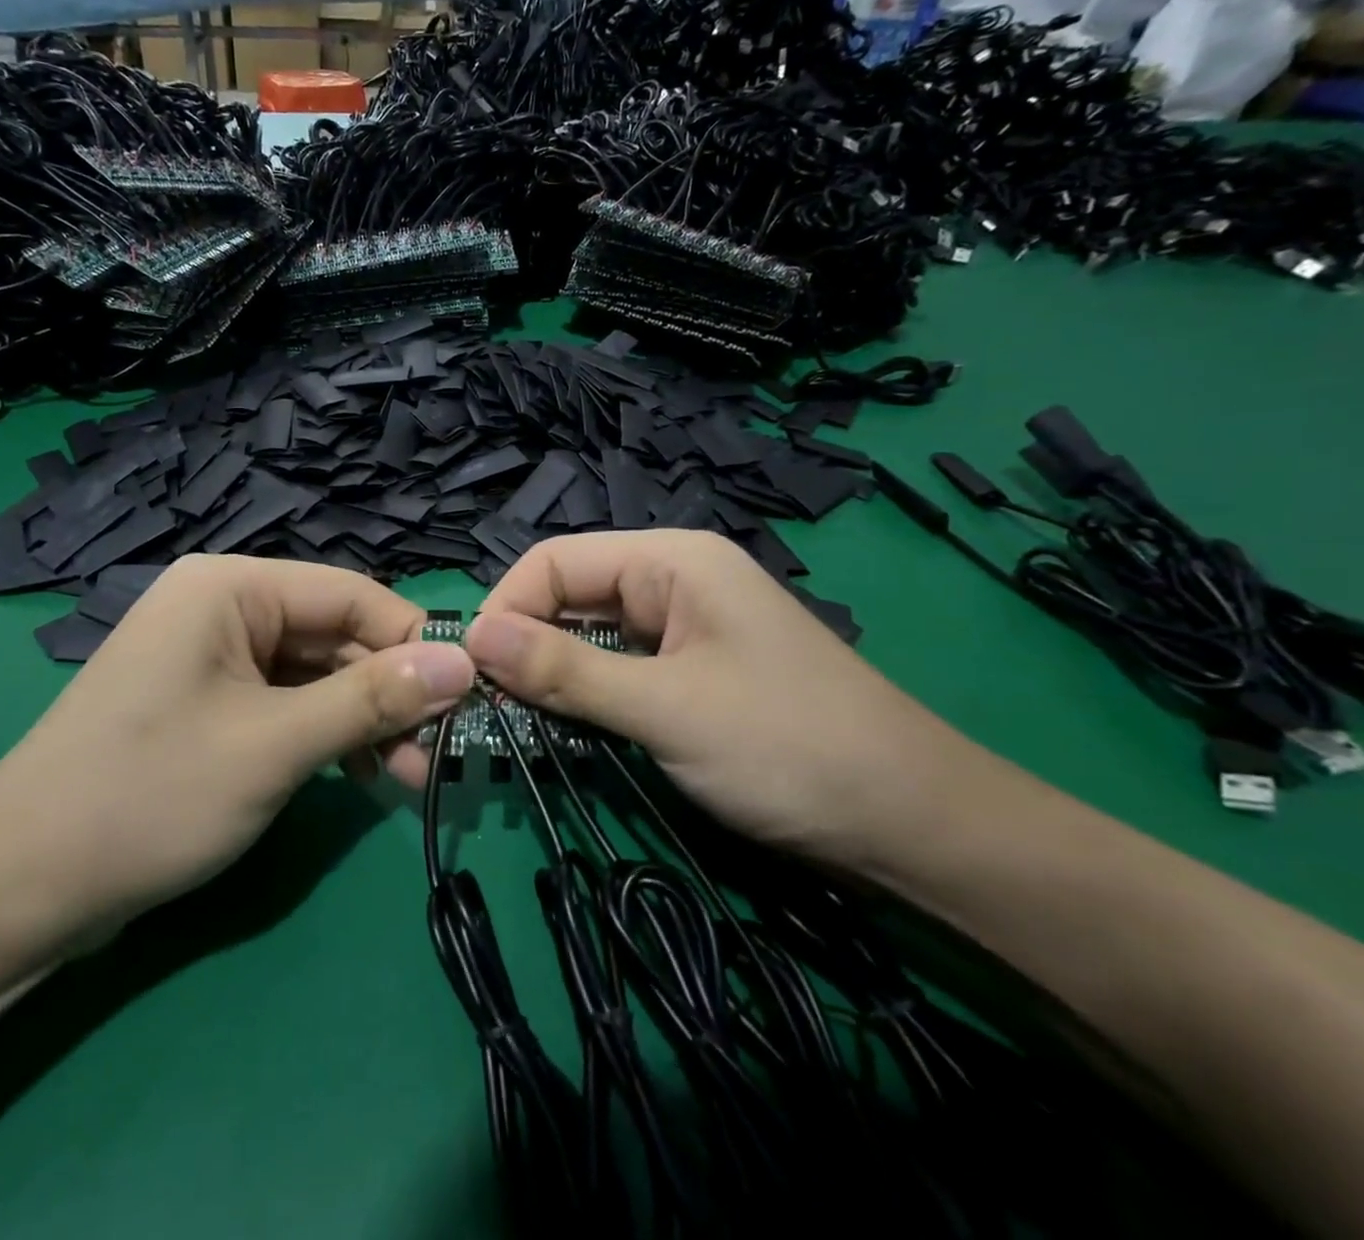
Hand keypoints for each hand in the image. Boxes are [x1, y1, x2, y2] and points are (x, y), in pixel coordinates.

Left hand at [0, 555, 476, 940]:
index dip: (413, 639)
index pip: (351, 594)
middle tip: (439, 756)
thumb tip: (463, 664)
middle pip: (335, 636)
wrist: (19, 887)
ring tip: (408, 779)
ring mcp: (215, 659)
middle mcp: (224, 608)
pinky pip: (287, 705)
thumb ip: (372, 699)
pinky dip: (326, 738)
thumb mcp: (276, 744)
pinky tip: (360, 777)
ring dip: (363, 721)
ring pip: (316, 676)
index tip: (468, 694)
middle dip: (389, 693)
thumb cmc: (150, 795)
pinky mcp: (210, 705)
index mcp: (231, 587)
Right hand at [461, 531, 980, 858]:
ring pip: (589, 636)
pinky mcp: (689, 674)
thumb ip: (564, 670)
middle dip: (524, 641)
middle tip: (485, 704)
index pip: (555, 559)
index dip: (506, 606)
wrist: (914, 826)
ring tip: (513, 718)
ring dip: (551, 673)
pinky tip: (563, 727)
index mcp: (671, 560)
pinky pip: (616, 670)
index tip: (471, 670)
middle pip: (569, 594)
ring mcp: (683, 630)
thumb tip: (470, 636)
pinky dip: (584, 694)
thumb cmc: (789, 748)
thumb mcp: (665, 708)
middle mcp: (672, 582)